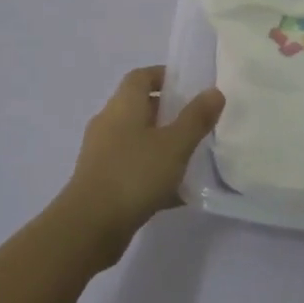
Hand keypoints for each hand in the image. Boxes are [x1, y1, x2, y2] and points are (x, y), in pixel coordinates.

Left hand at [55, 66, 224, 264]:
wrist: (89, 227)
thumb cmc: (134, 174)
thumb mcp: (174, 144)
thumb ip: (196, 118)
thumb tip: (214, 91)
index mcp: (123, 106)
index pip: (141, 76)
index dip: (164, 75)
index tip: (190, 86)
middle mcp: (108, 124)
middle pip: (139, 107)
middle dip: (168, 111)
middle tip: (198, 121)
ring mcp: (102, 154)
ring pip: (137, 140)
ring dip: (162, 144)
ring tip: (192, 156)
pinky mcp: (102, 182)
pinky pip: (133, 168)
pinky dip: (153, 173)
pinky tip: (178, 192)